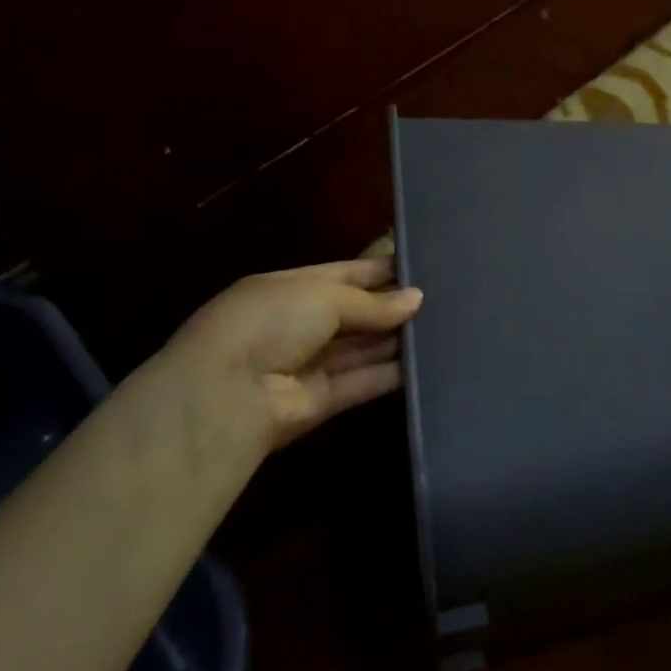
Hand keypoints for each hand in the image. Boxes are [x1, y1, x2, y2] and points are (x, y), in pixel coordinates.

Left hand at [123, 257, 423, 467]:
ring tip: (443, 328)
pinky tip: (424, 363)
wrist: (226, 394)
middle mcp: (297, 325)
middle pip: (354, 313)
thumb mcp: (322, 296)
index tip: (420, 268)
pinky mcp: (321, 402)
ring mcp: (307, 364)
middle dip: (392, 307)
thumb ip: (372, 301)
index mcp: (288, 289)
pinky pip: (361, 382)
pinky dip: (390, 374)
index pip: (342, 274)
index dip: (379, 271)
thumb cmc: (271, 322)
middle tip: (442, 300)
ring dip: (395, 340)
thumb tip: (416, 298)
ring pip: (361, 349)